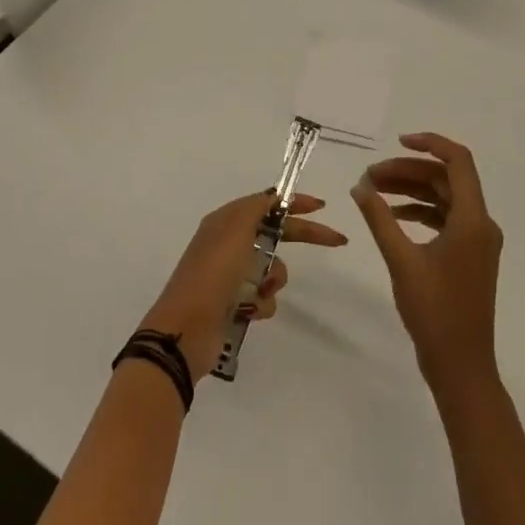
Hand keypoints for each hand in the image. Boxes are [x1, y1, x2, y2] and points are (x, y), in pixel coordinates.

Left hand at [140, 190, 346, 382]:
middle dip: (302, 237)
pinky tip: (249, 311)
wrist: (186, 328)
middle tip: (337, 240)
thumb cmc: (212, 273)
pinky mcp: (235, 303)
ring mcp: (231, 275)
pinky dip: (262, 303)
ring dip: (274, 279)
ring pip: (273, 269)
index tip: (322, 206)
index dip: (295, 203)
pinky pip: (264, 297)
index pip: (267, 205)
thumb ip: (257, 207)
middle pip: (276, 234)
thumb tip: (274, 196)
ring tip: (260, 291)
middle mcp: (229, 244)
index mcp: (226, 222)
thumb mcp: (234, 229)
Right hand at [351, 133, 503, 396]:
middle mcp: (481, 224)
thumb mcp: (401, 260)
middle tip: (370, 176)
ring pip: (444, 199)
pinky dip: (419, 212)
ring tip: (374, 192)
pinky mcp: (469, 257)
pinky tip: (392, 217)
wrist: (461, 366)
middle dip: (408, 172)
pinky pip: (445, 220)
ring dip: (411, 191)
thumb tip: (360, 186)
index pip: (458, 162)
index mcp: (473, 220)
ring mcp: (477, 242)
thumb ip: (379, 218)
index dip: (429, 144)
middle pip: (446, 180)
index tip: (396, 143)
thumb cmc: (434, 311)